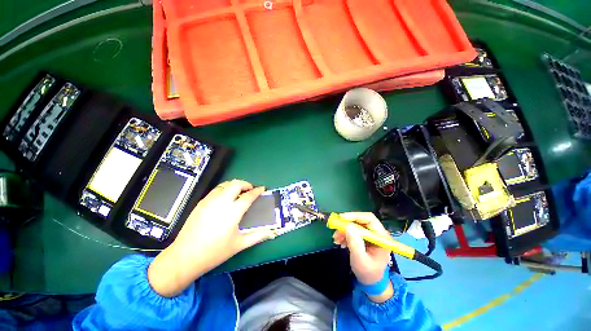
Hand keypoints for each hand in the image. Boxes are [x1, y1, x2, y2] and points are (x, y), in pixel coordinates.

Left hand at [148, 180, 275, 296]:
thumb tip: (272, 232)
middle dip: (246, 184)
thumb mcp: (239, 244)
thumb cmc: (215, 252)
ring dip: (235, 185)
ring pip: (225, 184)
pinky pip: (216, 190)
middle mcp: (221, 202)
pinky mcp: (201, 203)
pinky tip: (226, 198)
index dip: (257, 191)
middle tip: (250, 190)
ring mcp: (209, 201)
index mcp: (233, 211)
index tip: (262, 189)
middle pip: (236, 184)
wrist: (185, 256)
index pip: (249, 196)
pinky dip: (225, 189)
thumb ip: (258, 236)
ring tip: (239, 192)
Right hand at [332, 212, 393, 301]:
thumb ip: (355, 243)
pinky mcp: (364, 237)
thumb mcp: (360, 259)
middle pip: (361, 221)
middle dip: (347, 224)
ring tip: (336, 239)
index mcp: (381, 237)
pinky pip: (353, 230)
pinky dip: (345, 234)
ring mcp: (370, 235)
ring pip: (355, 225)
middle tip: (335, 229)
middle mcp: (377, 233)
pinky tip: (340, 241)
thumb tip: (348, 226)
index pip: (369, 219)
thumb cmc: (368, 272)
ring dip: (344, 230)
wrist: (371, 282)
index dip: (355, 216)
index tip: (341, 218)